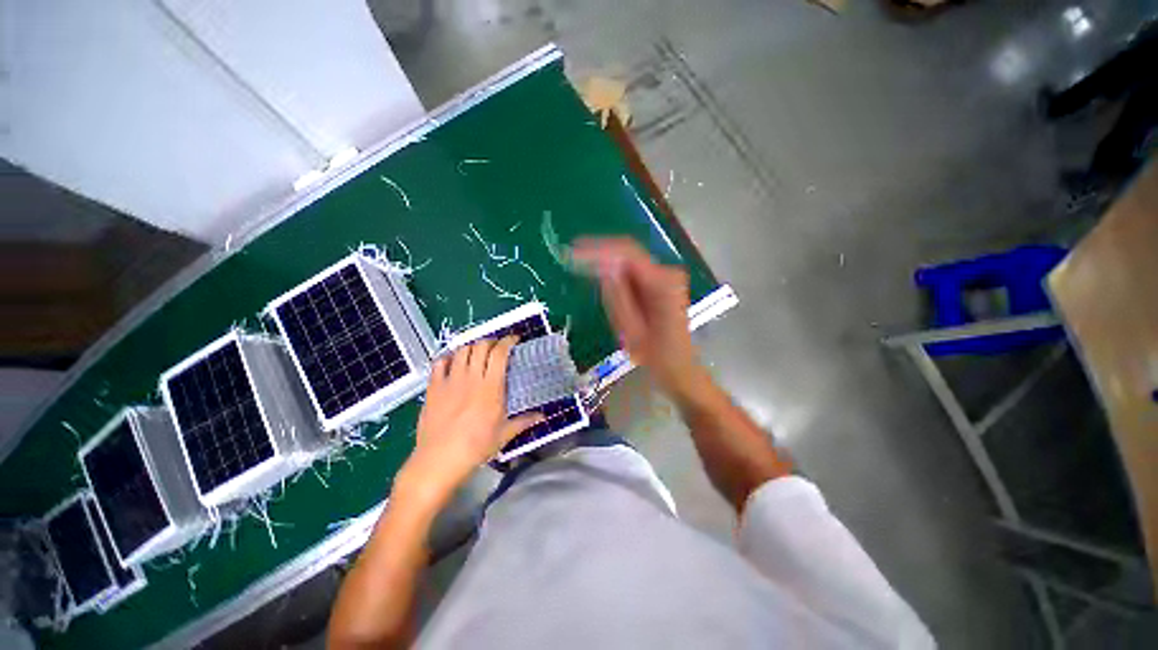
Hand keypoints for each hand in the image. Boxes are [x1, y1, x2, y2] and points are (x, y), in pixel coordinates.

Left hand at [398, 337, 541, 503]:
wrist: (439, 459)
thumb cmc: (476, 447)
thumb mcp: (504, 435)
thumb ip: (525, 421)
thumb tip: (543, 416)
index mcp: (491, 387)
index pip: (499, 353)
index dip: (507, 341)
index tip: (514, 339)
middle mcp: (471, 378)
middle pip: (480, 346)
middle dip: (491, 342)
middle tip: (497, 348)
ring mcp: (450, 381)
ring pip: (461, 350)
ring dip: (472, 347)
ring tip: (477, 353)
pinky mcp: (433, 387)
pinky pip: (439, 363)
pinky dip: (448, 357)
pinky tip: (454, 362)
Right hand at [572, 238, 701, 396]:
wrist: (680, 366)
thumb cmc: (656, 355)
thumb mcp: (631, 330)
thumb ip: (617, 296)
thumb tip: (603, 267)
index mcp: (663, 284)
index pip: (628, 254)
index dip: (598, 249)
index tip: (573, 252)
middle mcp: (668, 273)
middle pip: (629, 252)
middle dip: (599, 253)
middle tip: (571, 256)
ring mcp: (667, 276)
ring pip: (629, 259)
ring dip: (605, 262)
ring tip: (579, 264)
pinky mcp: (662, 282)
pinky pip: (633, 269)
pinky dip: (615, 272)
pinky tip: (599, 275)